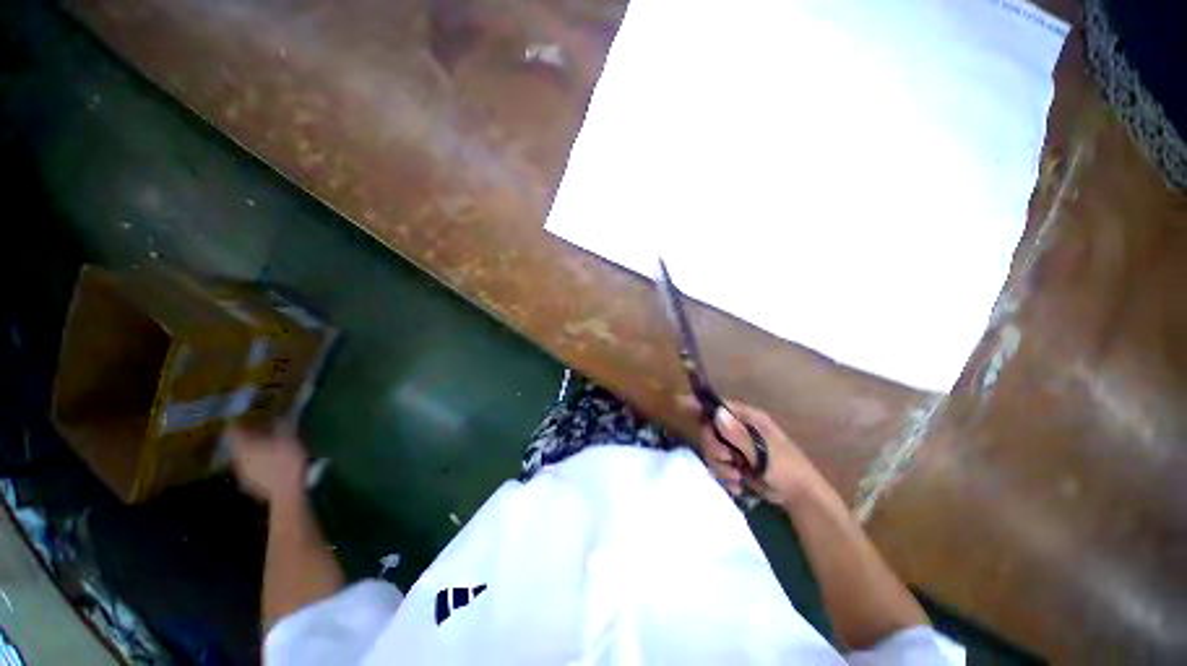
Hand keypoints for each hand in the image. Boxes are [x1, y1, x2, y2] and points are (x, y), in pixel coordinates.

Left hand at [229, 426, 307, 503]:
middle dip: (243, 440)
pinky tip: (264, 466)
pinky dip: (254, 465)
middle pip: (237, 447)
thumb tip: (276, 416)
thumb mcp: (289, 440)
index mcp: (246, 448)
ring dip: (248, 453)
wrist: (287, 492)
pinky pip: (248, 471)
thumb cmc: (288, 463)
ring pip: (242, 460)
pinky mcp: (250, 485)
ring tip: (259, 450)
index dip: (235, 425)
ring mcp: (243, 474)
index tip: (237, 420)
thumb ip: (281, 428)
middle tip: (251, 434)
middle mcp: (240, 460)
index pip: (234, 433)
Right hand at [680, 397, 832, 507]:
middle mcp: (739, 429)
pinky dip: (724, 476)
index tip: (679, 403)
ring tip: (737, 477)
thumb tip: (716, 413)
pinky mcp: (735, 462)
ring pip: (712, 450)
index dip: (699, 405)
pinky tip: (737, 485)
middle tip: (728, 461)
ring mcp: (736, 446)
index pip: (719, 406)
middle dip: (715, 449)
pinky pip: (718, 465)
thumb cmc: (786, 468)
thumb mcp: (763, 452)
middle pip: (710, 431)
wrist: (799, 497)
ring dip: (720, 466)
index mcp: (748, 419)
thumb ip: (738, 435)